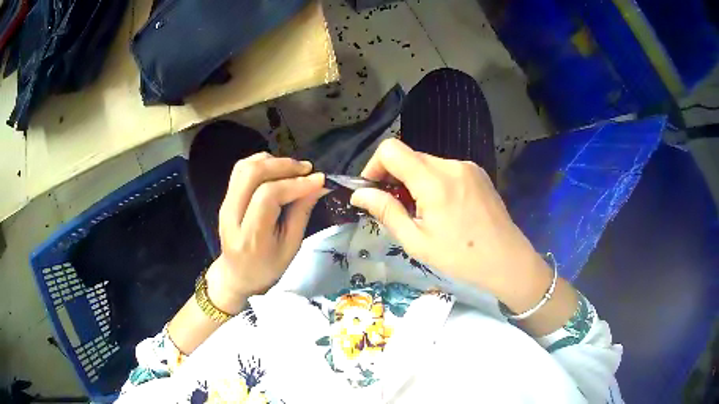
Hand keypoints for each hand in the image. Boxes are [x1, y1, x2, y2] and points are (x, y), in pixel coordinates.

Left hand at [206, 153, 323, 313]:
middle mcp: (232, 215)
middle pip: (252, 174)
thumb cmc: (268, 267)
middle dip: (282, 165)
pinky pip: (241, 169)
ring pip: (244, 167)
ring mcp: (225, 204)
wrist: (237, 274)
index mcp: (250, 236)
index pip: (268, 196)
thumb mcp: (291, 246)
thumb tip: (317, 184)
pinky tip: (277, 170)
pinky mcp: (225, 197)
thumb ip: (301, 213)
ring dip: (272, 161)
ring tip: (294, 169)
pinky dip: (261, 163)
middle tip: (306, 169)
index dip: (294, 183)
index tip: (318, 179)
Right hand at [350, 139, 550, 300]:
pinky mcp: (477, 172)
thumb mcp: (417, 242)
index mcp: (434, 181)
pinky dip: (433, 182)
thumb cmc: (460, 257)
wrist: (507, 260)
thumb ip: (386, 211)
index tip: (373, 191)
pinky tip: (443, 208)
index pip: (391, 150)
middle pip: (409, 156)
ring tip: (422, 212)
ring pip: (427, 163)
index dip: (374, 166)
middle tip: (396, 208)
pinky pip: (445, 169)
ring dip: (414, 181)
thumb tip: (359, 194)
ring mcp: (467, 166)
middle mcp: (451, 165)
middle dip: (394, 177)